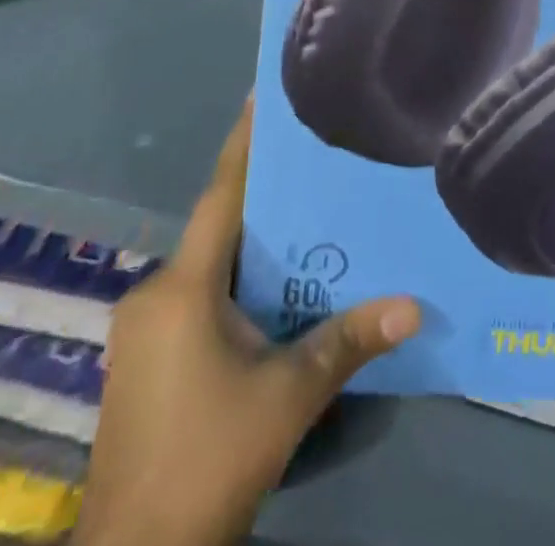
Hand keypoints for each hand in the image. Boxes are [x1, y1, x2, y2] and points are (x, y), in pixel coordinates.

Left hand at [76, 101, 421, 545]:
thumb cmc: (209, 458)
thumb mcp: (288, 396)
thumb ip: (348, 341)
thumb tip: (412, 305)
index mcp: (184, 287)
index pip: (221, 195)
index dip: (243, 143)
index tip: (261, 96)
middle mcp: (155, 294)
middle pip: (217, 229)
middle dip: (262, 200)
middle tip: (314, 169)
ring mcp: (142, 331)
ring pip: (206, 268)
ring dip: (249, 248)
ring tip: (304, 225)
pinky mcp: (142, 363)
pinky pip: (195, 299)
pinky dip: (232, 284)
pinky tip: (270, 294)